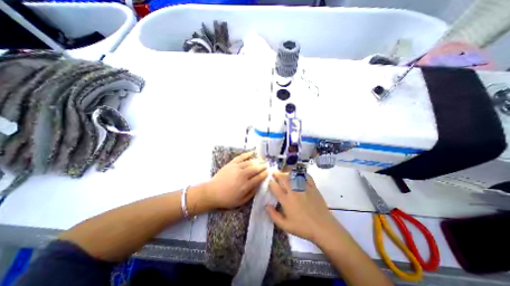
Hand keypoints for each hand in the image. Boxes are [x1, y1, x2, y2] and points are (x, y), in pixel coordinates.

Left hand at [205, 152, 266, 209]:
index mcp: (246, 185)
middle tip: (267, 165)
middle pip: (255, 168)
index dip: (265, 174)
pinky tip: (252, 153)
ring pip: (250, 162)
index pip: (259, 177)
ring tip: (262, 160)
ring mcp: (236, 168)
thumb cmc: (227, 199)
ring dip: (257, 161)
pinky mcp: (231, 164)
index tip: (269, 172)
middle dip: (263, 166)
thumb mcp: (241, 201)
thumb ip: (251, 193)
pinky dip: (247, 154)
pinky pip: (240, 157)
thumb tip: (259, 185)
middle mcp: (242, 175)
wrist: (212, 192)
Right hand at [265, 170, 343, 243]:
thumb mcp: (285, 226)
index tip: (269, 182)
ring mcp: (304, 188)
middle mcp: (294, 192)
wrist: (323, 227)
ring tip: (284, 173)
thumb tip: (266, 205)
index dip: (270, 183)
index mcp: (286, 201)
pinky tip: (298, 174)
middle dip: (277, 174)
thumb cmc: (303, 228)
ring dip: (287, 173)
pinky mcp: (313, 187)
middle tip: (274, 172)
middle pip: (283, 178)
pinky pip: (306, 176)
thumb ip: (274, 216)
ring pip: (293, 176)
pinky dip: (301, 174)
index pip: (275, 188)